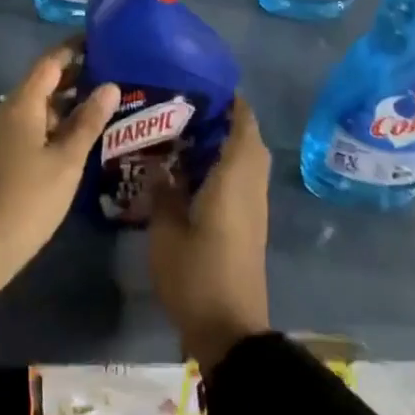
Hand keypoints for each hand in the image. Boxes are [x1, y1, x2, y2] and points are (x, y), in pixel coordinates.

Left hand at [0, 46, 119, 295]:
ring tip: (97, 106)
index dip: (72, 50)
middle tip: (108, 74)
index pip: (49, 64)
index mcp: (20, 106)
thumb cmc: (29, 199)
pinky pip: (24, 127)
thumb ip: (88, 121)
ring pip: (33, 108)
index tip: (97, 41)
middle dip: (72, 77)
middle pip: (40, 85)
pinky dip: (49, 124)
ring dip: (62, 104)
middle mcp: (3, 112)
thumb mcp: (66, 161)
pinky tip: (71, 137)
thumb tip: (109, 86)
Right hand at [149, 96, 271, 370]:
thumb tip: (161, 164)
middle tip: (185, 109)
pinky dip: (223, 166)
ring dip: (224, 144)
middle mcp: (251, 186)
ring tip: (183, 134)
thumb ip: (163, 191)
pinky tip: (191, 172)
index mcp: (234, 178)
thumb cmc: (197, 274)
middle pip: (248, 139)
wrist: (230, 330)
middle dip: (223, 120)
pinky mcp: (249, 225)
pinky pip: (241, 180)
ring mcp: (253, 207)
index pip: (243, 123)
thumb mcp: (166, 231)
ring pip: (246, 161)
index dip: (229, 100)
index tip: (202, 84)